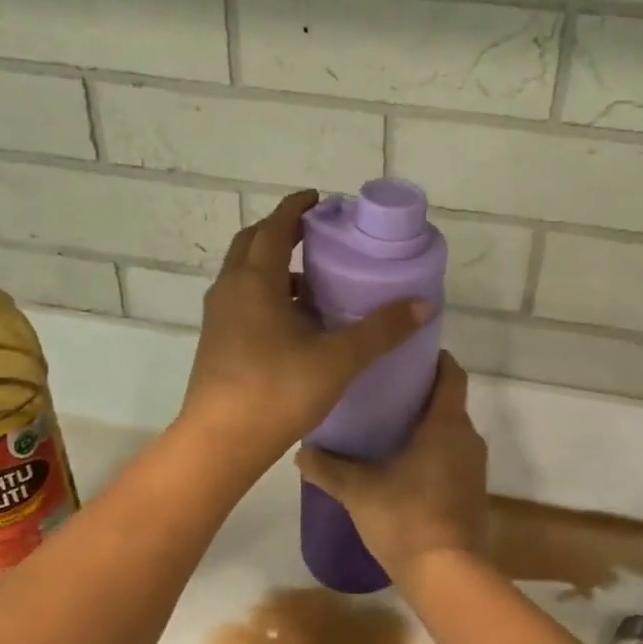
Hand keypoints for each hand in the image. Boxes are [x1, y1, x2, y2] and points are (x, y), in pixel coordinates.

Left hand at [180, 190, 430, 471]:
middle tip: (319, 235)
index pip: (275, 227)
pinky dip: (269, 294)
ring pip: (246, 273)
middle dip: (283, 231)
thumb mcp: (339, 359)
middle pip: (253, 243)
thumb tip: (424, 304)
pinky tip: (297, 321)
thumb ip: (382, 330)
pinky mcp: (218, 341)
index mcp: (256, 280)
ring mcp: (220, 316)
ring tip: (314, 278)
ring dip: (275, 265)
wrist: (221, 443)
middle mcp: (231, 289)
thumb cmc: (278, 391)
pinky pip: (244, 300)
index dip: (297, 208)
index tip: (321, 201)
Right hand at [296, 354, 487, 584]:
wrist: (448, 575)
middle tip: (381, 389)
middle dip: (420, 393)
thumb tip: (301, 453)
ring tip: (386, 425)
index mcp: (447, 424)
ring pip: (450, 432)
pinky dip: (432, 451)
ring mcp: (474, 467)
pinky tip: (401, 464)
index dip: (434, 358)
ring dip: (425, 425)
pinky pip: (452, 457)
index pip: (451, 373)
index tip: (406, 352)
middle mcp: (468, 438)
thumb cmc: (406, 518)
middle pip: (448, 401)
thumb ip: (329, 468)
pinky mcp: (473, 492)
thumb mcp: (360, 491)